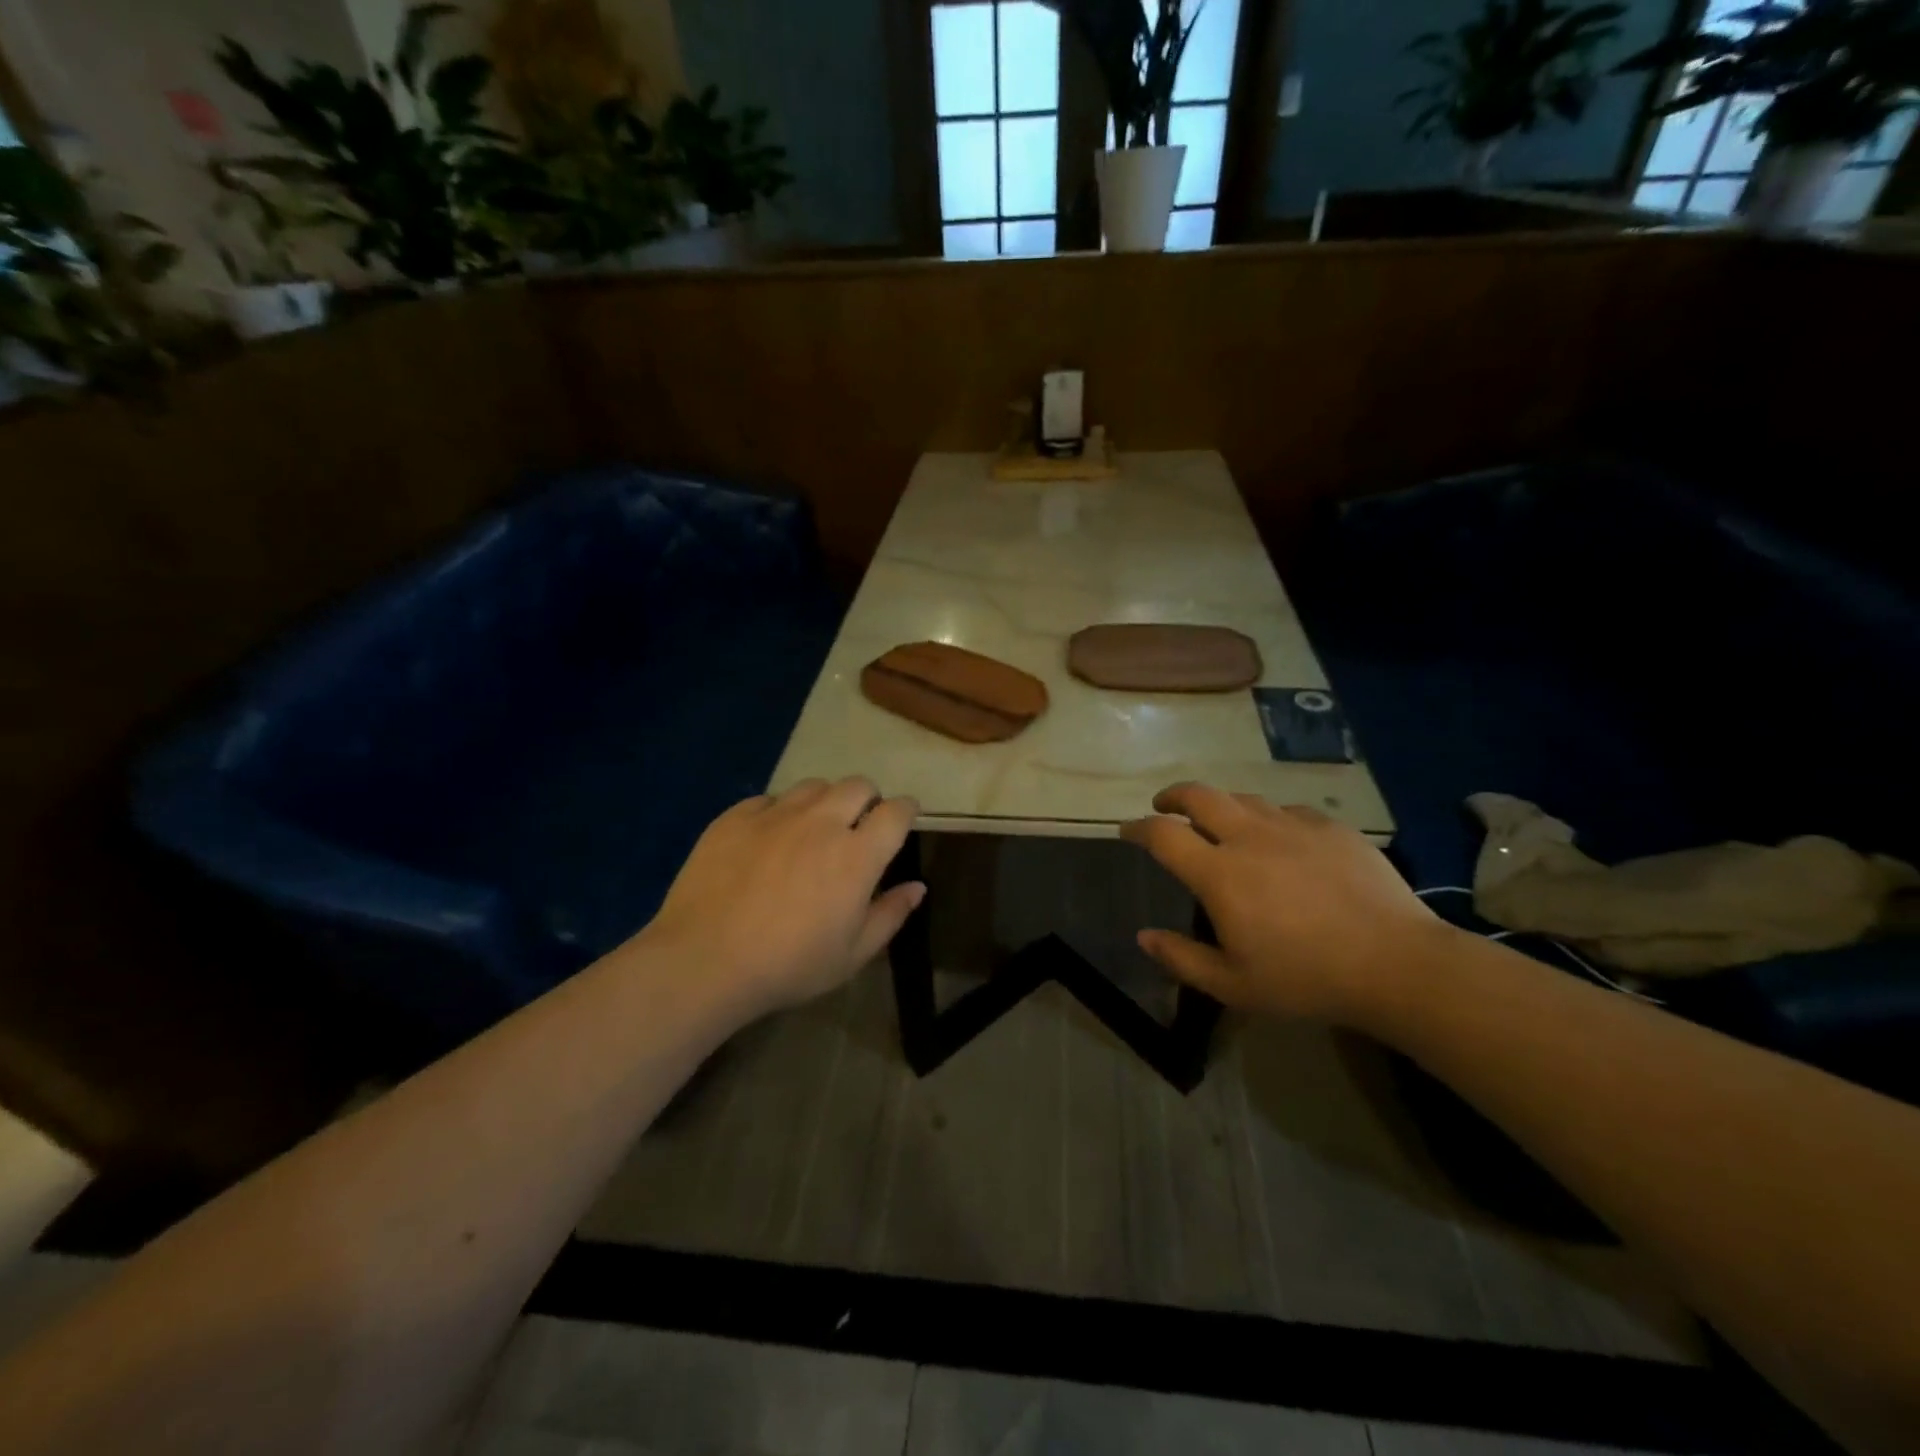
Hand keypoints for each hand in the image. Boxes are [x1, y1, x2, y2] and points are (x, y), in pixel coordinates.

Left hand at [638, 778, 923, 1017]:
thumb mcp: (851, 954)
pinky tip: (769, 839)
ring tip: (814, 828)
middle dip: (867, 800)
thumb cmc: (789, 965)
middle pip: (858, 786)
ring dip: (825, 801)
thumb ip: (890, 914)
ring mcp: (776, 815)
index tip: (903, 819)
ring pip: (814, 786)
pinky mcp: (736, 817)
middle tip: (858, 827)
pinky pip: (770, 799)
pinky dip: (780, 811)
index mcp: (857, 855)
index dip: (905, 810)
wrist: (704, 960)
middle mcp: (822, 822)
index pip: (895, 811)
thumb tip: (917, 887)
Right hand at [1120, 783, 1448, 1025]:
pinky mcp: (1332, 828)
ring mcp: (1294, 827)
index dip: (1138, 828)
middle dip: (1173, 796)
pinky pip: (1288, 811)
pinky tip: (1279, 838)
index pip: (1164, 835)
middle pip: (1200, 795)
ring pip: (1244, 798)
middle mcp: (1250, 837)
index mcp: (1219, 873)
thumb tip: (1143, 936)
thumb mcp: (1233, 985)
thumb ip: (1181, 959)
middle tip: (1164, 806)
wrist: (1397, 964)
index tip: (1127, 830)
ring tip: (1219, 821)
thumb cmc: (1306, 979)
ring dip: (1221, 804)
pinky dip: (1270, 819)